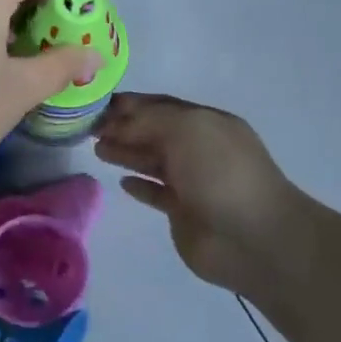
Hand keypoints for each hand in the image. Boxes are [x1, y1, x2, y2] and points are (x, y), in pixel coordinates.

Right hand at [94, 93, 309, 295]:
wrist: (252, 237)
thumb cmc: (220, 172)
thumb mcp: (185, 128)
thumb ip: (147, 120)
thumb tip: (116, 124)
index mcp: (206, 122)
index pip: (161, 105)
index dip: (129, 104)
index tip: (95, 105)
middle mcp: (200, 148)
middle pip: (154, 132)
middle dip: (122, 128)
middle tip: (88, 129)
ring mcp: (193, 181)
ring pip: (152, 161)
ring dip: (126, 153)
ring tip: (98, 151)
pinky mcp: (184, 212)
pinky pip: (156, 193)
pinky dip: (139, 186)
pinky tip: (122, 182)